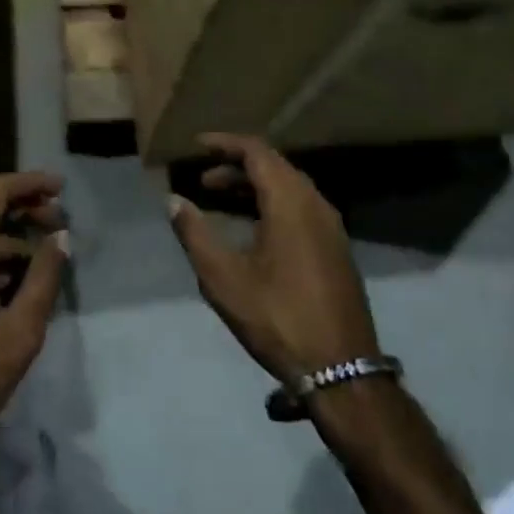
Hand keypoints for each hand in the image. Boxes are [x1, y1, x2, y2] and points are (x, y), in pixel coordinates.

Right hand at [169, 133, 379, 385]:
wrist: (341, 370)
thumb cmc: (277, 318)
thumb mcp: (224, 278)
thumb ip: (195, 233)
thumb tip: (172, 200)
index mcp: (290, 201)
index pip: (256, 151)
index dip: (225, 143)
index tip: (197, 145)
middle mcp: (315, 203)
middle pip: (274, 166)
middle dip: (236, 166)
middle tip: (203, 180)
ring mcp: (331, 226)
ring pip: (289, 187)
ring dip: (254, 187)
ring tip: (220, 200)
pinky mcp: (336, 248)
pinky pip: (301, 207)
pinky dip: (272, 204)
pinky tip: (253, 229)